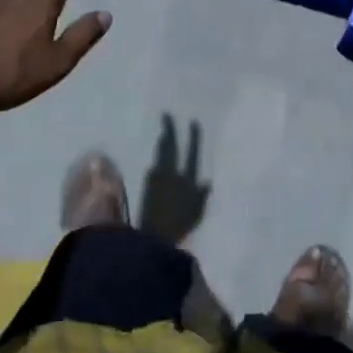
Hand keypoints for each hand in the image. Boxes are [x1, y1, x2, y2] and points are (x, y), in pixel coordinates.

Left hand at [140, 114, 210, 245]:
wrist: (154, 237)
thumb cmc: (179, 227)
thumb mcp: (197, 214)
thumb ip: (202, 197)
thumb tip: (207, 181)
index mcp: (188, 180)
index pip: (191, 154)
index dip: (193, 138)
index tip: (192, 122)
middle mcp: (172, 174)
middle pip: (171, 147)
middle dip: (170, 130)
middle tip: (166, 115)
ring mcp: (157, 177)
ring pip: (160, 154)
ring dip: (162, 142)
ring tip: (163, 132)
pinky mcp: (145, 184)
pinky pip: (153, 166)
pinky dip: (156, 158)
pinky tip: (156, 157)